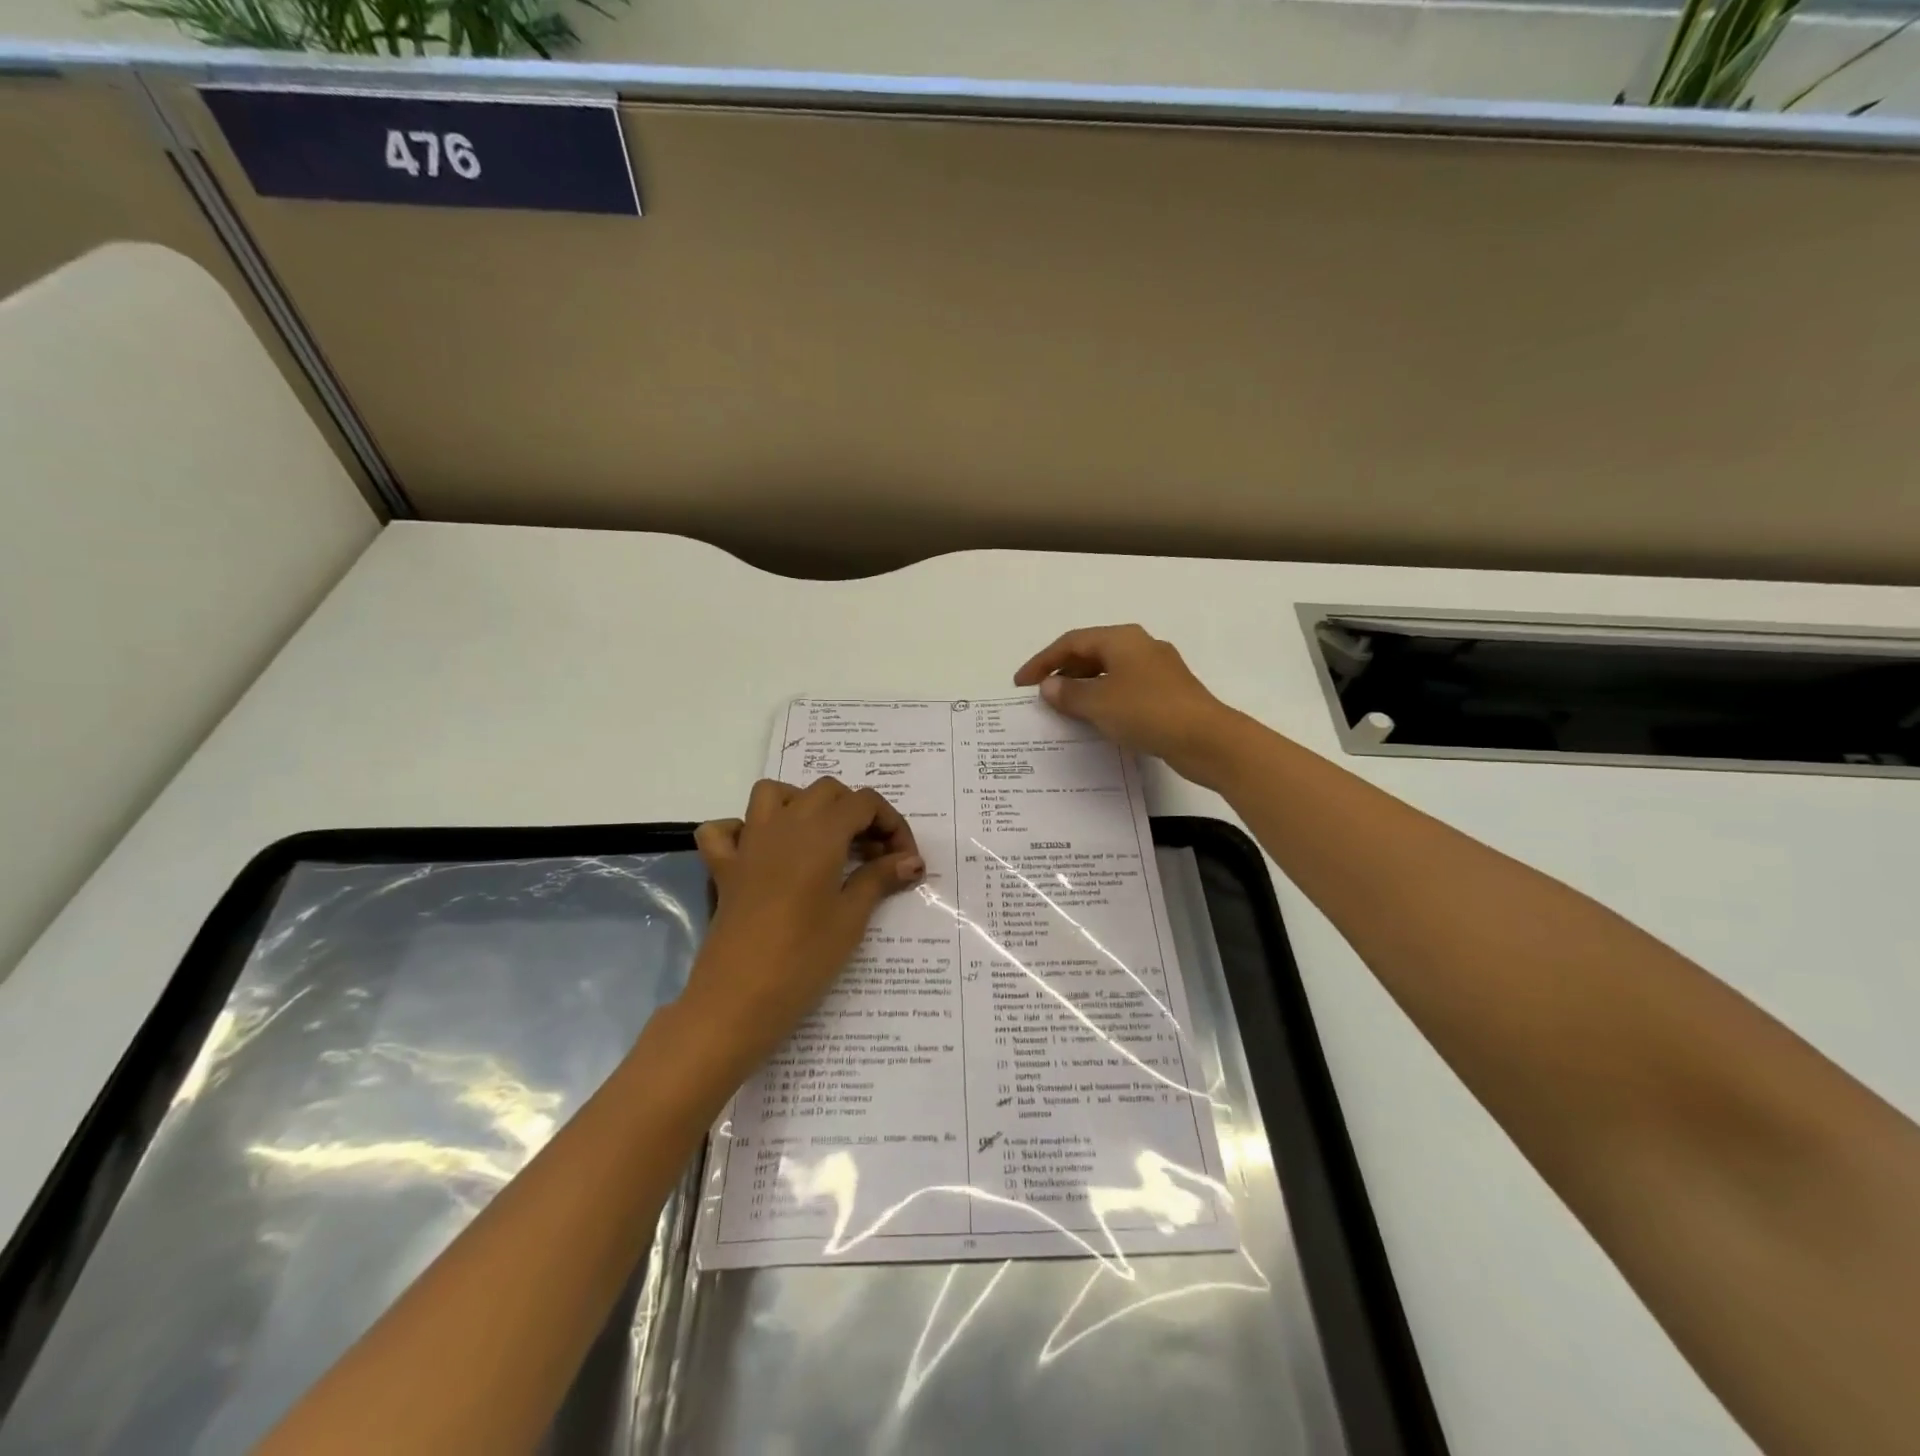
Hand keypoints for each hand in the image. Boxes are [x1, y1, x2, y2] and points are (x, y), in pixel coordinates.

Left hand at [685, 778, 923, 1067]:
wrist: (737, 999)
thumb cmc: (803, 958)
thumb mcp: (851, 918)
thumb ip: (879, 878)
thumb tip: (912, 860)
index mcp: (820, 832)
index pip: (864, 803)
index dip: (892, 825)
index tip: (905, 861)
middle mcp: (783, 824)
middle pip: (826, 791)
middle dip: (855, 812)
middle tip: (872, 854)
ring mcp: (748, 843)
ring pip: (774, 793)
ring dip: (802, 804)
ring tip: (822, 840)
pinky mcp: (723, 869)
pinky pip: (725, 830)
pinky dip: (743, 830)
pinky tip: (762, 853)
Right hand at [1014, 625, 1242, 784]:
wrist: (1207, 739)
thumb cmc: (1147, 712)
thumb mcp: (1099, 703)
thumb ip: (1069, 694)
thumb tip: (1049, 686)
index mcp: (1122, 639)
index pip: (1071, 642)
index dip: (1042, 661)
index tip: (1021, 684)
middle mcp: (1140, 646)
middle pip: (1092, 653)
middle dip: (1063, 672)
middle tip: (1042, 695)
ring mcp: (1158, 670)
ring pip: (1110, 672)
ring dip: (1084, 687)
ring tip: (1064, 709)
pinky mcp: (1168, 693)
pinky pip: (1125, 689)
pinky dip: (1104, 699)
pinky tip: (1097, 720)